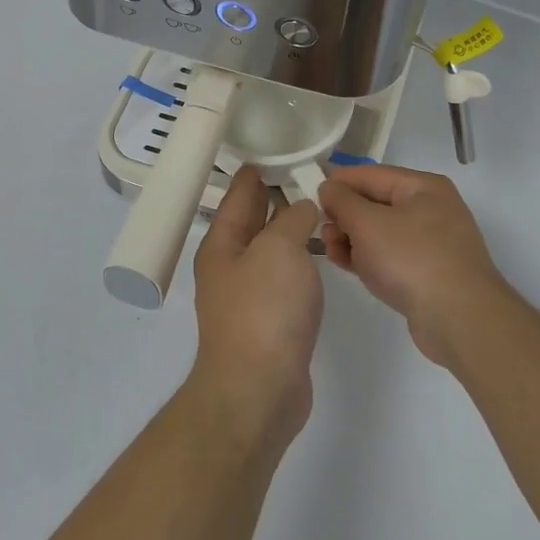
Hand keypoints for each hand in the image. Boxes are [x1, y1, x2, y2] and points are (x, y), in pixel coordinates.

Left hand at [188, 167, 323, 446]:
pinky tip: (317, 256)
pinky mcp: (268, 322)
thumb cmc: (264, 310)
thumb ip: (292, 220)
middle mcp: (229, 267)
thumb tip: (302, 208)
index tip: (274, 150)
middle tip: (305, 173)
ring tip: (317, 209)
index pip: (239, 195)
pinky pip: (283, 278)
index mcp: (222, 244)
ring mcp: (247, 297)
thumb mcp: (279, 249)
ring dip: (288, 230)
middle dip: (273, 198)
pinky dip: (298, 261)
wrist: (259, 389)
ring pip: (270, 250)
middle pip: (252, 221)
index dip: (255, 171)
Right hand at [318, 164, 509, 366]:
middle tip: (323, 233)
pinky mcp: (428, 271)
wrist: (459, 318)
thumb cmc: (411, 259)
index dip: (337, 183)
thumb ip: (342, 201)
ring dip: (353, 239)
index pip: (369, 174)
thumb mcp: (367, 223)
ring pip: (380, 231)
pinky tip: (351, 267)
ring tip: (333, 253)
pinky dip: (369, 258)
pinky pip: (390, 255)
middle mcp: (431, 209)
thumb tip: (329, 187)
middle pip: (375, 203)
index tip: (308, 198)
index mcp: (422, 187)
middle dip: (344, 216)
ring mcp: (432, 242)